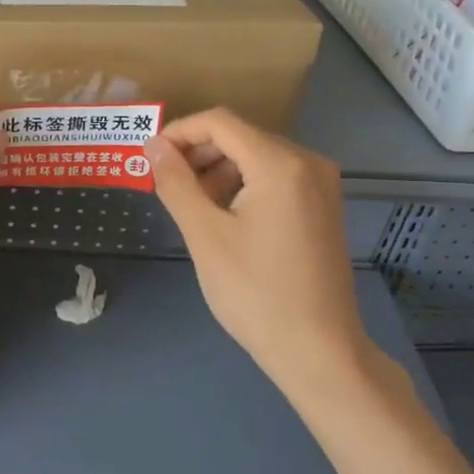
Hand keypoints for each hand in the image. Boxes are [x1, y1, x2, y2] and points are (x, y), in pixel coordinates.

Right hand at [147, 108, 367, 393]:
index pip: (220, 122)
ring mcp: (321, 185)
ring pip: (257, 156)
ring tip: (192, 204)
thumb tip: (154, 146)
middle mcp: (308, 162)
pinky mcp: (323, 206)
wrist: (319, 351)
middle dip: (198, 153)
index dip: (180, 132)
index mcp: (280, 163)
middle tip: (166, 183)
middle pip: (241, 136)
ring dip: (219, 170)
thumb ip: (176, 183)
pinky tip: (224, 215)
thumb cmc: (255, 293)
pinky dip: (244, 185)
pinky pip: (276, 177)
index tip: (150, 156)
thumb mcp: (205, 235)